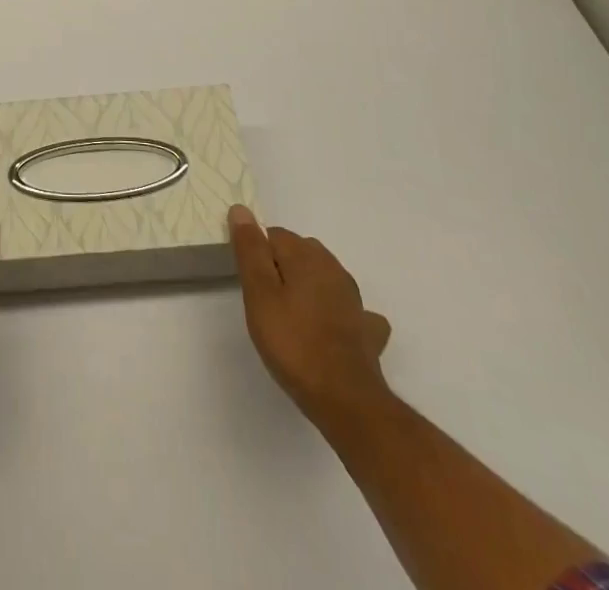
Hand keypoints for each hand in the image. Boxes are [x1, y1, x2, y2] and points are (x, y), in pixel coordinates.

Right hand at [228, 204, 392, 437]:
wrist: (346, 400)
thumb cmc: (294, 342)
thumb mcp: (259, 293)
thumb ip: (250, 250)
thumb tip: (241, 209)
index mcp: (306, 256)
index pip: (274, 235)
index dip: (257, 254)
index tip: (249, 282)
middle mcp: (333, 268)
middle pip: (300, 253)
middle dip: (281, 266)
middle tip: (264, 300)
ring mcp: (354, 299)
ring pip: (324, 277)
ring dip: (308, 286)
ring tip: (291, 314)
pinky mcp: (366, 329)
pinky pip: (348, 309)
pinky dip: (337, 312)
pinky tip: (330, 329)